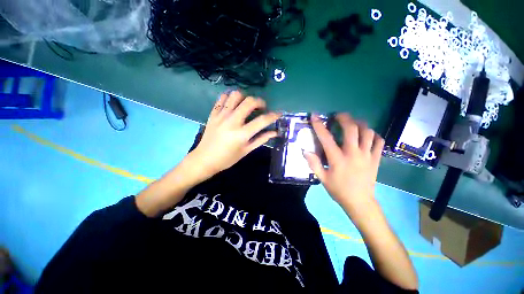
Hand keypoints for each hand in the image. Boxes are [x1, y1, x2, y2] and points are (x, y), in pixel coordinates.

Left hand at [190, 91, 280, 179]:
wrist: (204, 159)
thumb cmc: (227, 159)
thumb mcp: (246, 151)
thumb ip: (261, 139)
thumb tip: (275, 132)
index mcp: (242, 134)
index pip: (262, 120)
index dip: (273, 115)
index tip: (279, 113)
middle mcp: (232, 121)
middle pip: (249, 102)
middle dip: (260, 102)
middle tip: (262, 108)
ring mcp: (221, 116)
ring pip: (235, 95)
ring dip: (245, 97)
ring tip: (247, 105)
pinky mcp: (213, 114)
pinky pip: (222, 98)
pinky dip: (230, 98)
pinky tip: (233, 105)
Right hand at [304, 113, 383, 214]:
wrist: (360, 202)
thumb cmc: (339, 190)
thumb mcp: (322, 178)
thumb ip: (314, 164)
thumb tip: (306, 151)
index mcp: (337, 159)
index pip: (326, 138)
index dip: (319, 125)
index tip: (315, 116)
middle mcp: (353, 154)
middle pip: (351, 129)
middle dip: (344, 118)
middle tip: (339, 116)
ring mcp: (367, 155)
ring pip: (368, 132)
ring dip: (360, 124)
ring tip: (354, 123)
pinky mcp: (376, 159)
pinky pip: (379, 142)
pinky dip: (373, 135)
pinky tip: (367, 135)